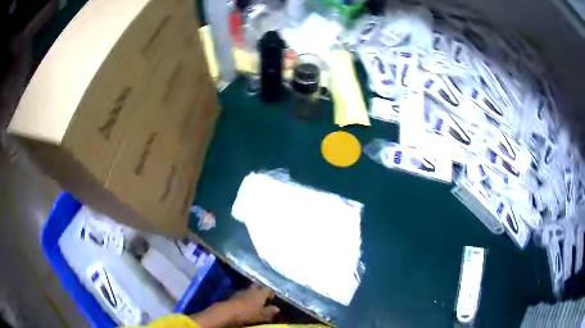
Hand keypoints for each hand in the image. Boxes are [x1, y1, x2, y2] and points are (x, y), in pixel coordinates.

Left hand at [226, 284, 279, 324]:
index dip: (271, 292)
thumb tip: (277, 308)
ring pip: (250, 290)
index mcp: (261, 293)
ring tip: (256, 299)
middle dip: (261, 290)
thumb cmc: (248, 313)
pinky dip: (246, 296)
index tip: (274, 296)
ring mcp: (242, 291)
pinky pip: (243, 294)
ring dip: (253, 293)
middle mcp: (252, 289)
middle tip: (264, 296)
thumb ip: (270, 311)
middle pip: (258, 287)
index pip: (269, 289)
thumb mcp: (262, 315)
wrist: (228, 311)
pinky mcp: (234, 294)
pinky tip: (246, 302)